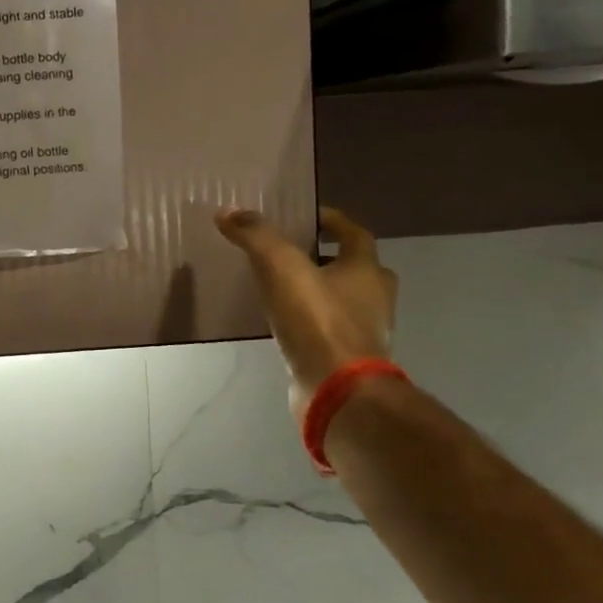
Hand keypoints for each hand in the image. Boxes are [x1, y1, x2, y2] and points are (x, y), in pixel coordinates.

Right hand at [216, 205, 396, 419]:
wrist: (338, 391)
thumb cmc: (317, 322)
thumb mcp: (280, 267)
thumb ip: (256, 236)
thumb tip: (228, 211)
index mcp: (366, 270)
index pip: (355, 234)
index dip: (332, 221)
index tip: (306, 216)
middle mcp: (374, 299)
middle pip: (357, 269)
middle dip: (331, 259)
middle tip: (295, 253)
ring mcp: (364, 333)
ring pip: (346, 302)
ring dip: (321, 292)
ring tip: (283, 289)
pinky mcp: (347, 361)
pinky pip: (329, 332)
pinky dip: (311, 324)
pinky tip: (284, 325)